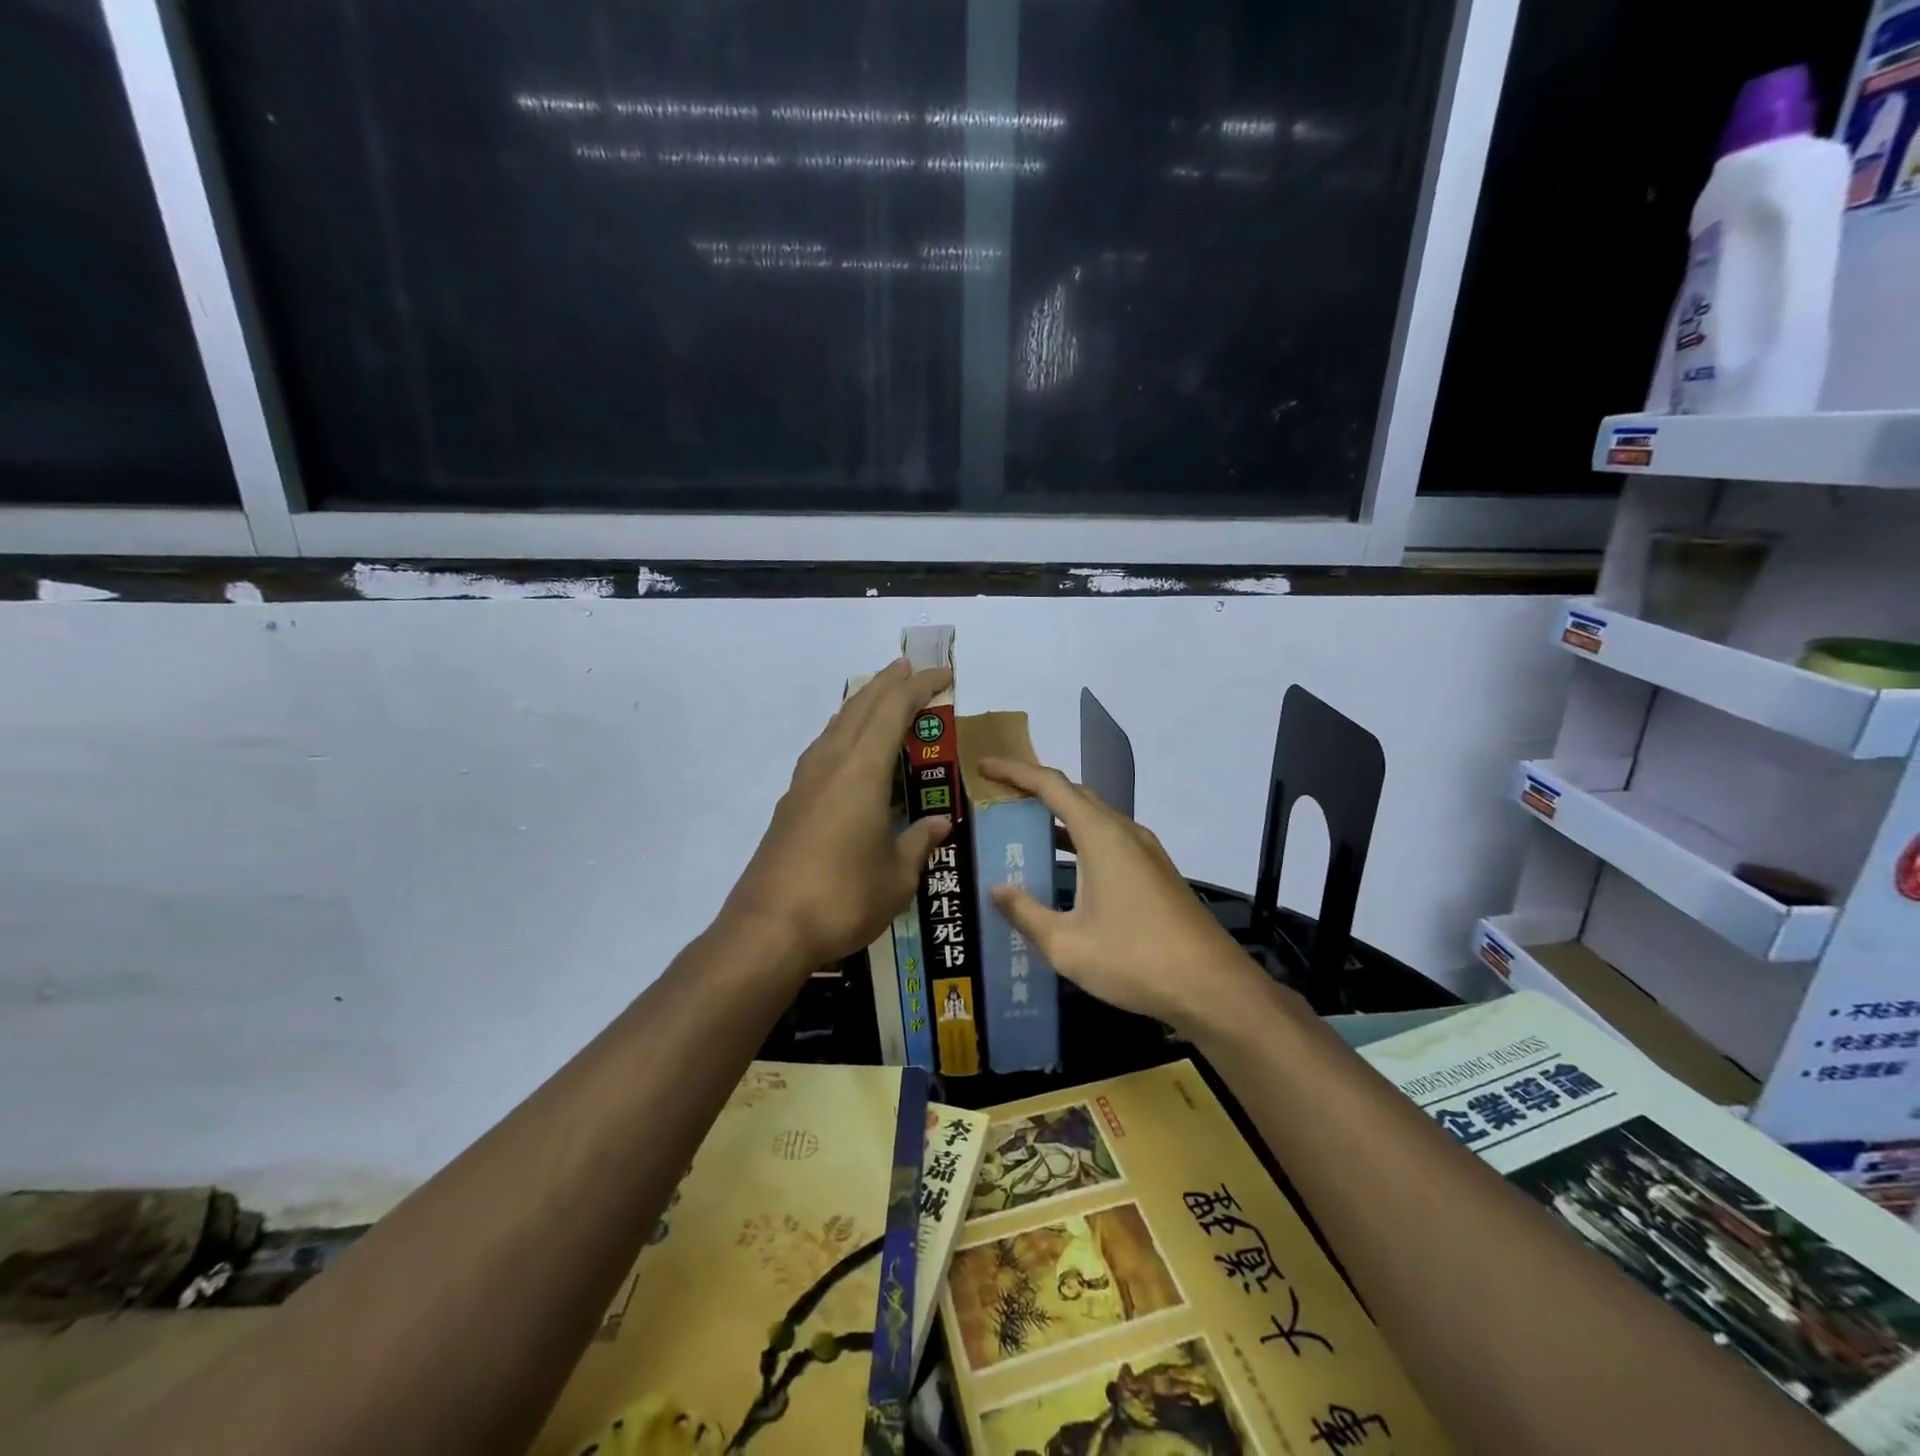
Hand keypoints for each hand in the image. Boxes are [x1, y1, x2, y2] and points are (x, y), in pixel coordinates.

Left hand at [723, 659, 953, 971]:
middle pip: (859, 708)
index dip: (919, 688)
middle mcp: (830, 766)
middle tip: (908, 668)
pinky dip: (841, 734)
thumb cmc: (843, 899)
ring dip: (860, 706)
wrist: (767, 930)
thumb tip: (939, 824)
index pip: (893, 713)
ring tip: (879, 699)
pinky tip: (846, 751)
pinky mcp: (790, 806)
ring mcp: (804, 784)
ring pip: (835, 727)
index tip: (942, 674)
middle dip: (886, 684)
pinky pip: (822, 751)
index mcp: (861, 773)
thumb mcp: (896, 877)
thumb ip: (918, 844)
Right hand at [980, 757, 1265, 1032]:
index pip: (1051, 786)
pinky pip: (1110, 842)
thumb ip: (1026, 914)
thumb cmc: (1135, 960)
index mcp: (1101, 836)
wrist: (1213, 988)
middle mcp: (1125, 833)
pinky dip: (1080, 842)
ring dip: (1059, 819)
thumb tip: (997, 890)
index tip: (984, 768)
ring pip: (1095, 820)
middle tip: (999, 802)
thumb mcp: (1067, 945)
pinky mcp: (1157, 874)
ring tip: (1024, 833)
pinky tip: (1065, 871)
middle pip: (1075, 795)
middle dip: (1036, 791)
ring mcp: (1146, 853)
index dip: (1015, 772)